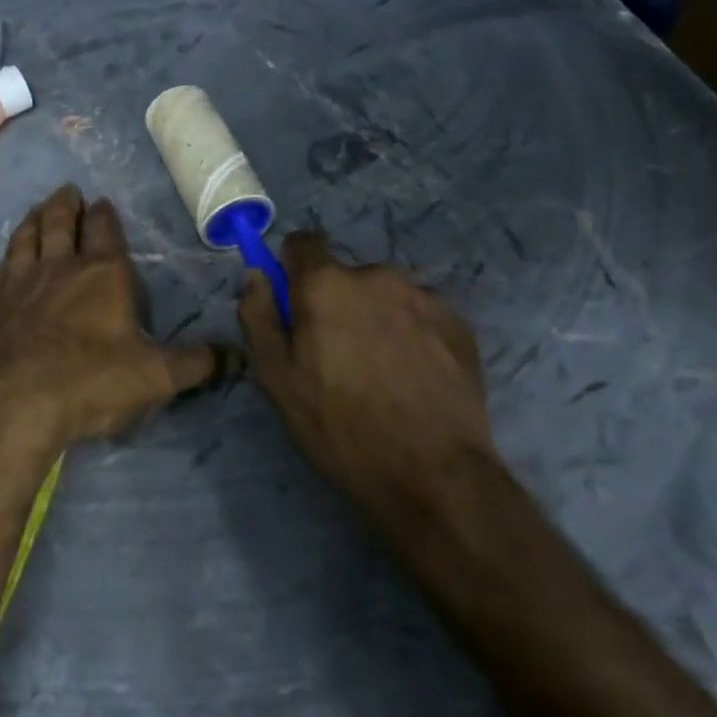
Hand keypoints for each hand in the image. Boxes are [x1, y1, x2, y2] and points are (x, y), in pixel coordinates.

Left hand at [0, 186, 218, 451]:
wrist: (10, 402)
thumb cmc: (89, 382)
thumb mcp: (155, 376)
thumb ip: (196, 363)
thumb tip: (239, 356)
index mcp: (103, 273)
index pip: (104, 230)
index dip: (104, 214)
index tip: (102, 202)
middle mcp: (60, 266)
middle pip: (61, 221)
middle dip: (67, 204)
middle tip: (69, 191)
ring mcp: (21, 281)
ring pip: (28, 235)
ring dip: (35, 218)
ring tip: (39, 208)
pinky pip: (3, 264)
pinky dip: (10, 252)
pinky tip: (9, 257)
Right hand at [239, 232, 496, 524]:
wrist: (435, 474)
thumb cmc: (341, 427)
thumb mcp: (278, 379)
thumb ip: (259, 317)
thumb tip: (257, 275)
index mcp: (326, 284)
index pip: (303, 242)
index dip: (294, 267)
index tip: (295, 301)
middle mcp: (375, 275)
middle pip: (345, 274)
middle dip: (337, 301)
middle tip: (339, 354)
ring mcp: (423, 296)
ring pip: (384, 294)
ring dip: (375, 316)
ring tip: (382, 370)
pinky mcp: (458, 321)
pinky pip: (420, 312)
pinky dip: (411, 332)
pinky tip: (414, 376)